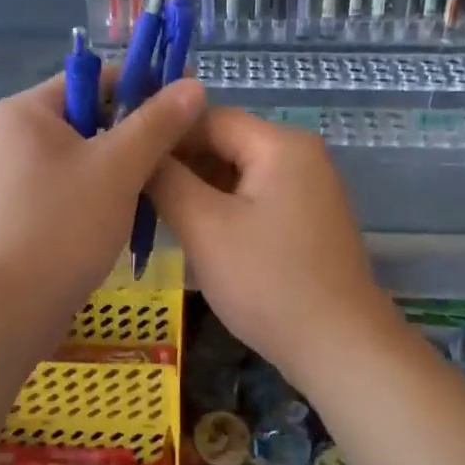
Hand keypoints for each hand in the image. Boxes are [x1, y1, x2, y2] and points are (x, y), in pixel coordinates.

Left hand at [0, 71, 206, 324]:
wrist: (4, 312)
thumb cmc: (60, 227)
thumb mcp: (118, 168)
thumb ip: (157, 123)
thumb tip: (193, 85)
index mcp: (29, 110)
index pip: (96, 78)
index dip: (145, 85)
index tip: (189, 101)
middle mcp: (17, 135)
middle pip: (92, 116)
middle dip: (138, 132)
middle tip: (183, 150)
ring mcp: (18, 176)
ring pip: (87, 156)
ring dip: (125, 167)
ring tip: (164, 185)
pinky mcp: (25, 212)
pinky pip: (75, 186)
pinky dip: (105, 194)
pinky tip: (133, 215)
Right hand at [149, 108, 396, 379]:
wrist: (341, 348)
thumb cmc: (268, 282)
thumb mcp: (205, 228)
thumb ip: (167, 180)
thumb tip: (140, 151)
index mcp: (280, 144)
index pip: (207, 116)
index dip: (163, 132)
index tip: (124, 155)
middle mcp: (299, 154)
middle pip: (224, 141)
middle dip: (178, 161)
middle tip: (132, 185)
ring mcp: (307, 186)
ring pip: (237, 170)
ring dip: (196, 186)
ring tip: (152, 207)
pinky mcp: (306, 217)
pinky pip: (254, 195)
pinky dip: (221, 205)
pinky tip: (191, 227)